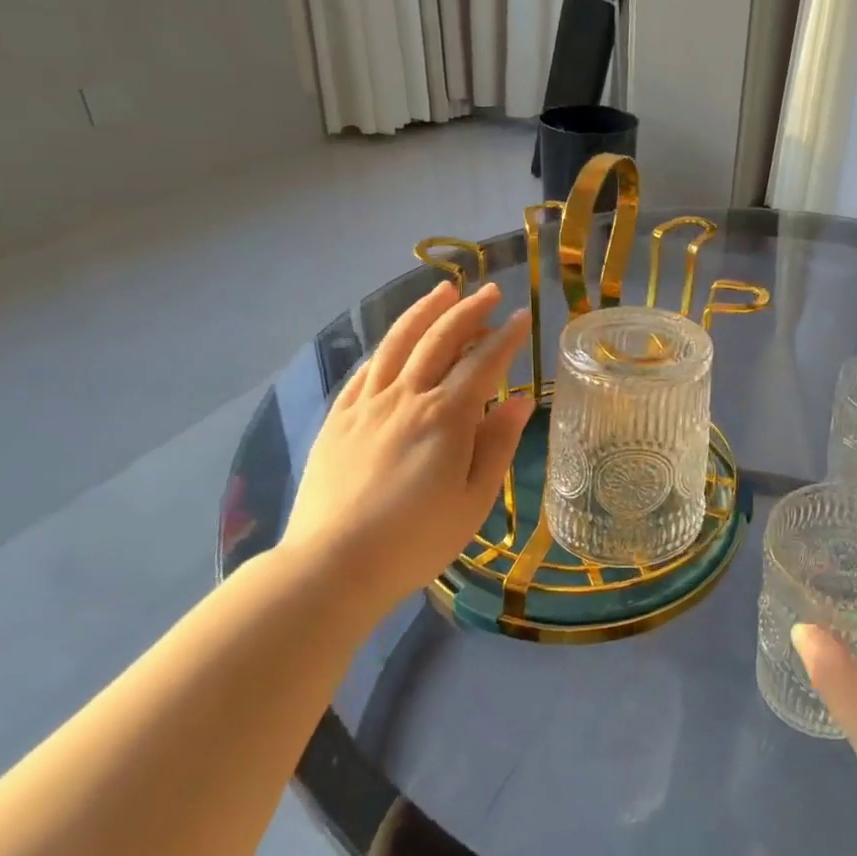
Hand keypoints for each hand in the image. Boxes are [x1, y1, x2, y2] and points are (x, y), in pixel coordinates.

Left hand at [281, 281, 533, 606]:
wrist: (333, 565)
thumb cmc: (417, 539)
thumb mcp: (475, 499)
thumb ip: (498, 444)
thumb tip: (522, 400)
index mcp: (446, 417)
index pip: (484, 362)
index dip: (506, 337)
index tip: (523, 317)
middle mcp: (406, 397)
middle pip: (440, 340)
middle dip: (468, 311)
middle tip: (489, 291)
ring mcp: (366, 405)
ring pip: (397, 343)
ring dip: (423, 312)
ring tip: (443, 290)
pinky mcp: (338, 419)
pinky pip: (364, 370)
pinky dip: (386, 348)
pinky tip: (394, 342)